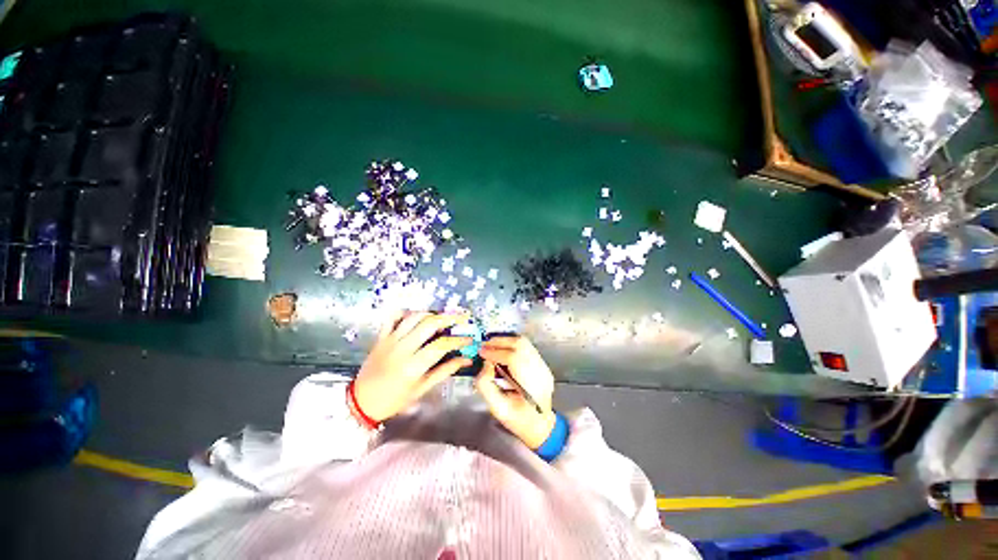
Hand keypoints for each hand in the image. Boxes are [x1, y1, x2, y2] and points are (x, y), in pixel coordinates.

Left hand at [354, 311, 472, 421]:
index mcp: (413, 366)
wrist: (361, 402)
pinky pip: (394, 317)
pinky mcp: (381, 336)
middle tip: (462, 318)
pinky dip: (407, 312)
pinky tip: (418, 316)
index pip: (441, 345)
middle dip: (450, 318)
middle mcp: (402, 348)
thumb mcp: (421, 389)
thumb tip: (466, 360)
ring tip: (443, 318)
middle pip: (429, 324)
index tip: (469, 339)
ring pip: (414, 317)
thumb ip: (444, 371)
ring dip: (432, 314)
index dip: (458, 340)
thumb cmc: (394, 400)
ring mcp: (390, 340)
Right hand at [475, 335, 556, 448]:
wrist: (540, 425)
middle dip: (500, 342)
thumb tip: (485, 364)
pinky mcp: (542, 364)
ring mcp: (544, 367)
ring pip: (524, 343)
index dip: (495, 352)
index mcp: (531, 386)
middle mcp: (541, 372)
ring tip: (492, 346)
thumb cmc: (518, 420)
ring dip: (506, 341)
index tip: (482, 352)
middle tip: (485, 345)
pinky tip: (502, 350)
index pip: (514, 359)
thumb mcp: (497, 409)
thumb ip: (486, 385)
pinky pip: (526, 347)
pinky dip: (512, 345)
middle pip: (521, 345)